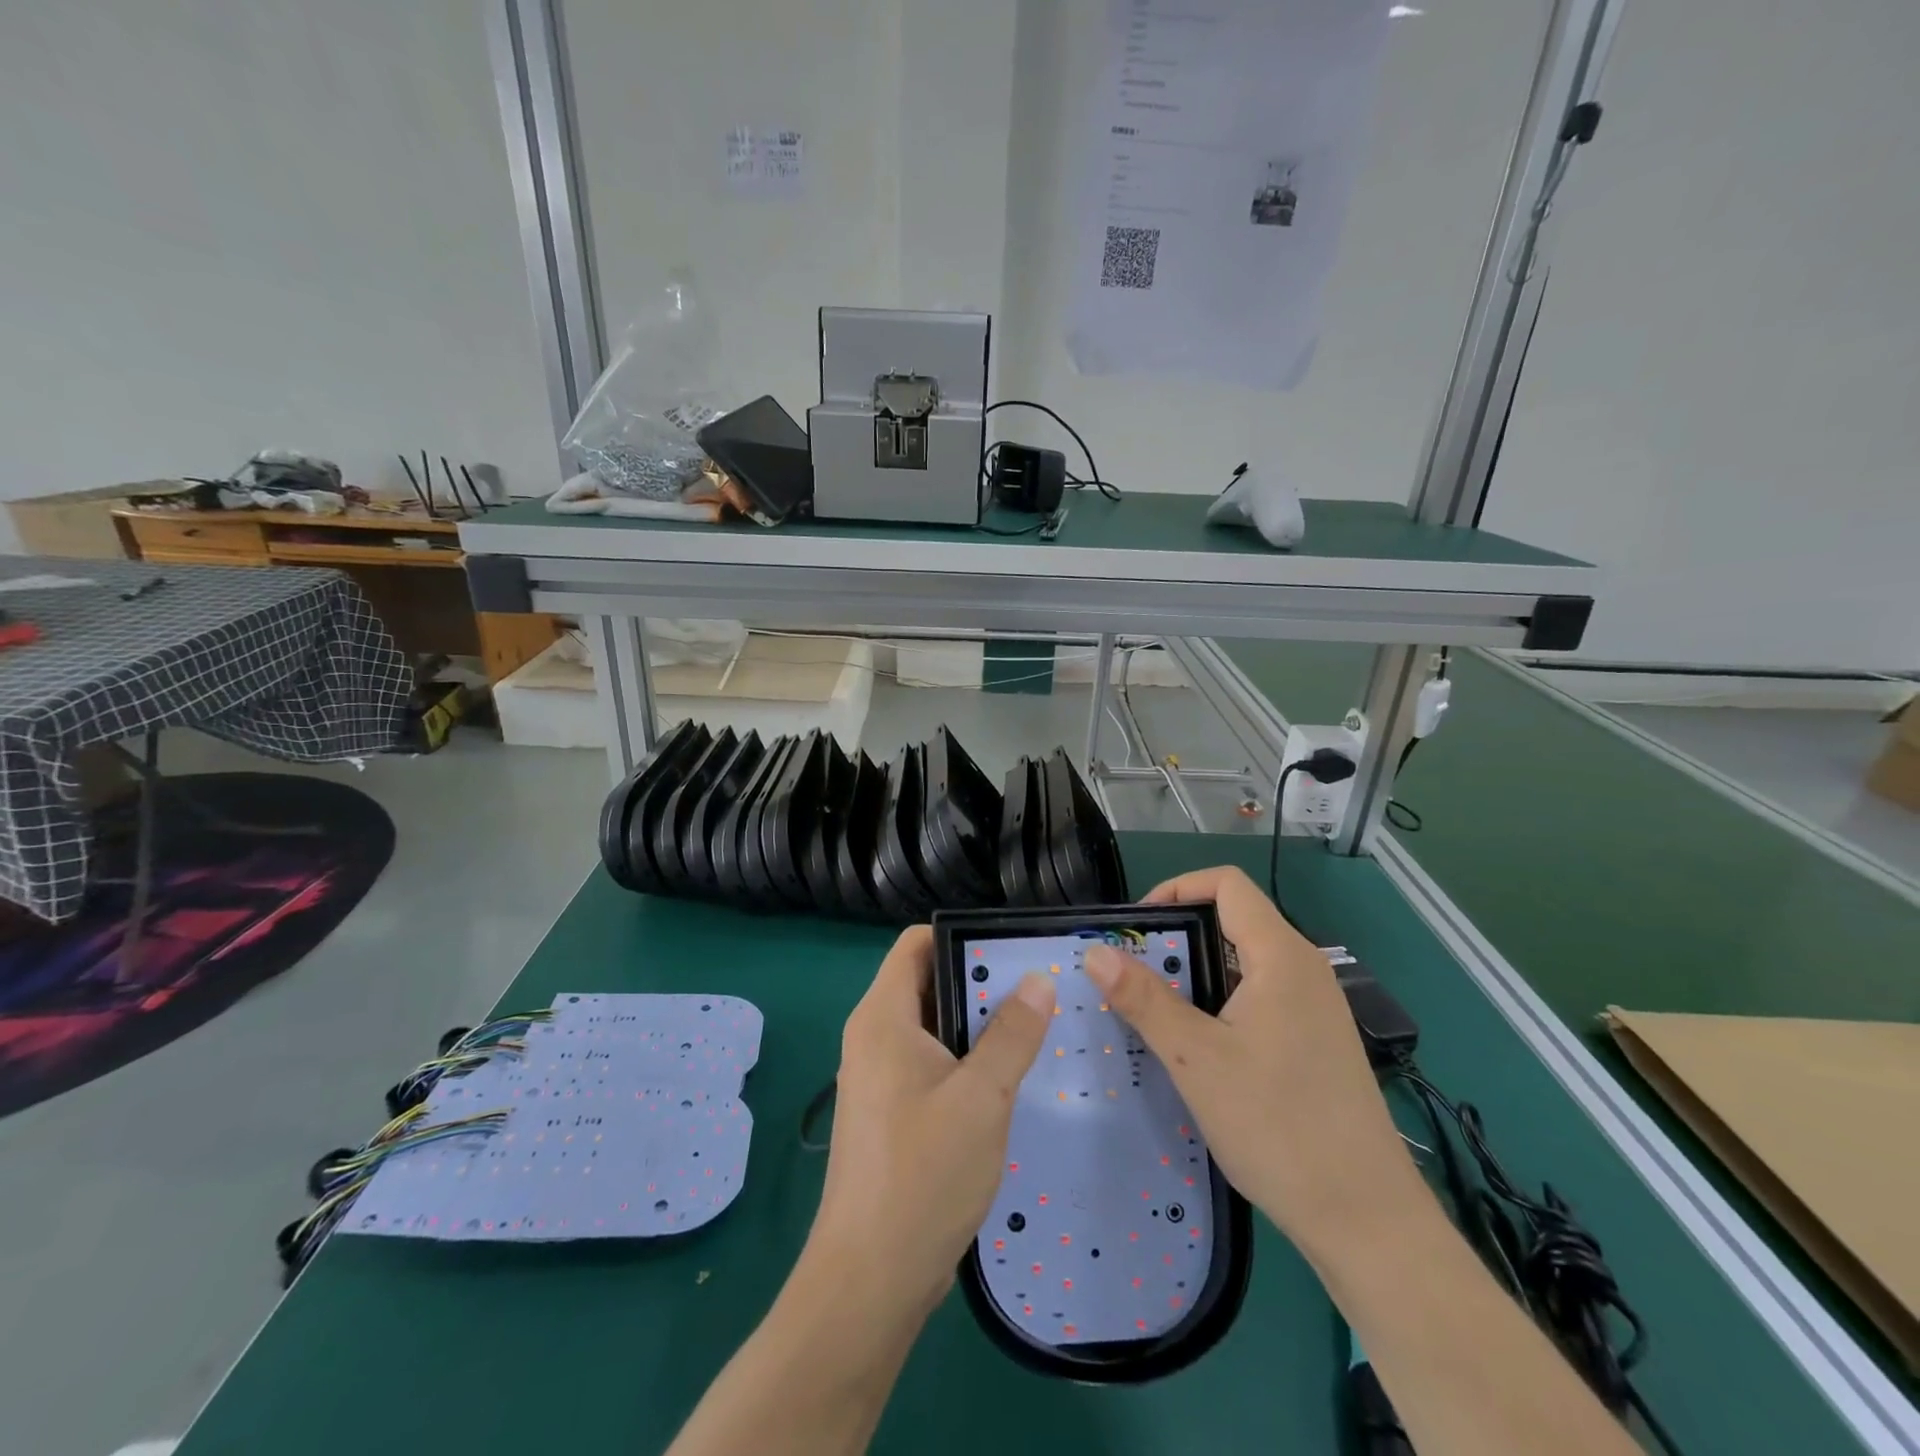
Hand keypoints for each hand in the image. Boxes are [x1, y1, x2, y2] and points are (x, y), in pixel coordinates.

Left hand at [808, 926, 1055, 1318]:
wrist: (870, 1281)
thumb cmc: (923, 1175)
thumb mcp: (982, 1098)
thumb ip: (1012, 1034)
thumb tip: (1038, 979)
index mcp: (883, 1017)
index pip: (915, 944)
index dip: (961, 935)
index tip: (1011, 949)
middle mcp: (873, 1036)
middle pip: (927, 981)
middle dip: (979, 980)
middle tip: (1038, 988)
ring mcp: (878, 1075)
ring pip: (932, 1025)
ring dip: (977, 1023)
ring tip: (1034, 1026)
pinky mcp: (889, 1110)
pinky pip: (929, 1062)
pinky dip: (964, 1058)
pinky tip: (1007, 1077)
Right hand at [1082, 866, 1419, 1252]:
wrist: (1367, 1221)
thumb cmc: (1278, 1126)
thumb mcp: (1197, 1059)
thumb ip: (1144, 999)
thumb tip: (1095, 950)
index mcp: (1281, 956)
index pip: (1225, 884)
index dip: (1176, 889)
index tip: (1137, 929)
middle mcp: (1303, 968)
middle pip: (1232, 921)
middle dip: (1177, 939)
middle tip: (1134, 977)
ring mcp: (1315, 1006)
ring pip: (1243, 962)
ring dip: (1195, 974)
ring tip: (1156, 1013)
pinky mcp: (1316, 1040)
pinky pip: (1259, 996)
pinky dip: (1220, 1002)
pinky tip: (1198, 1047)